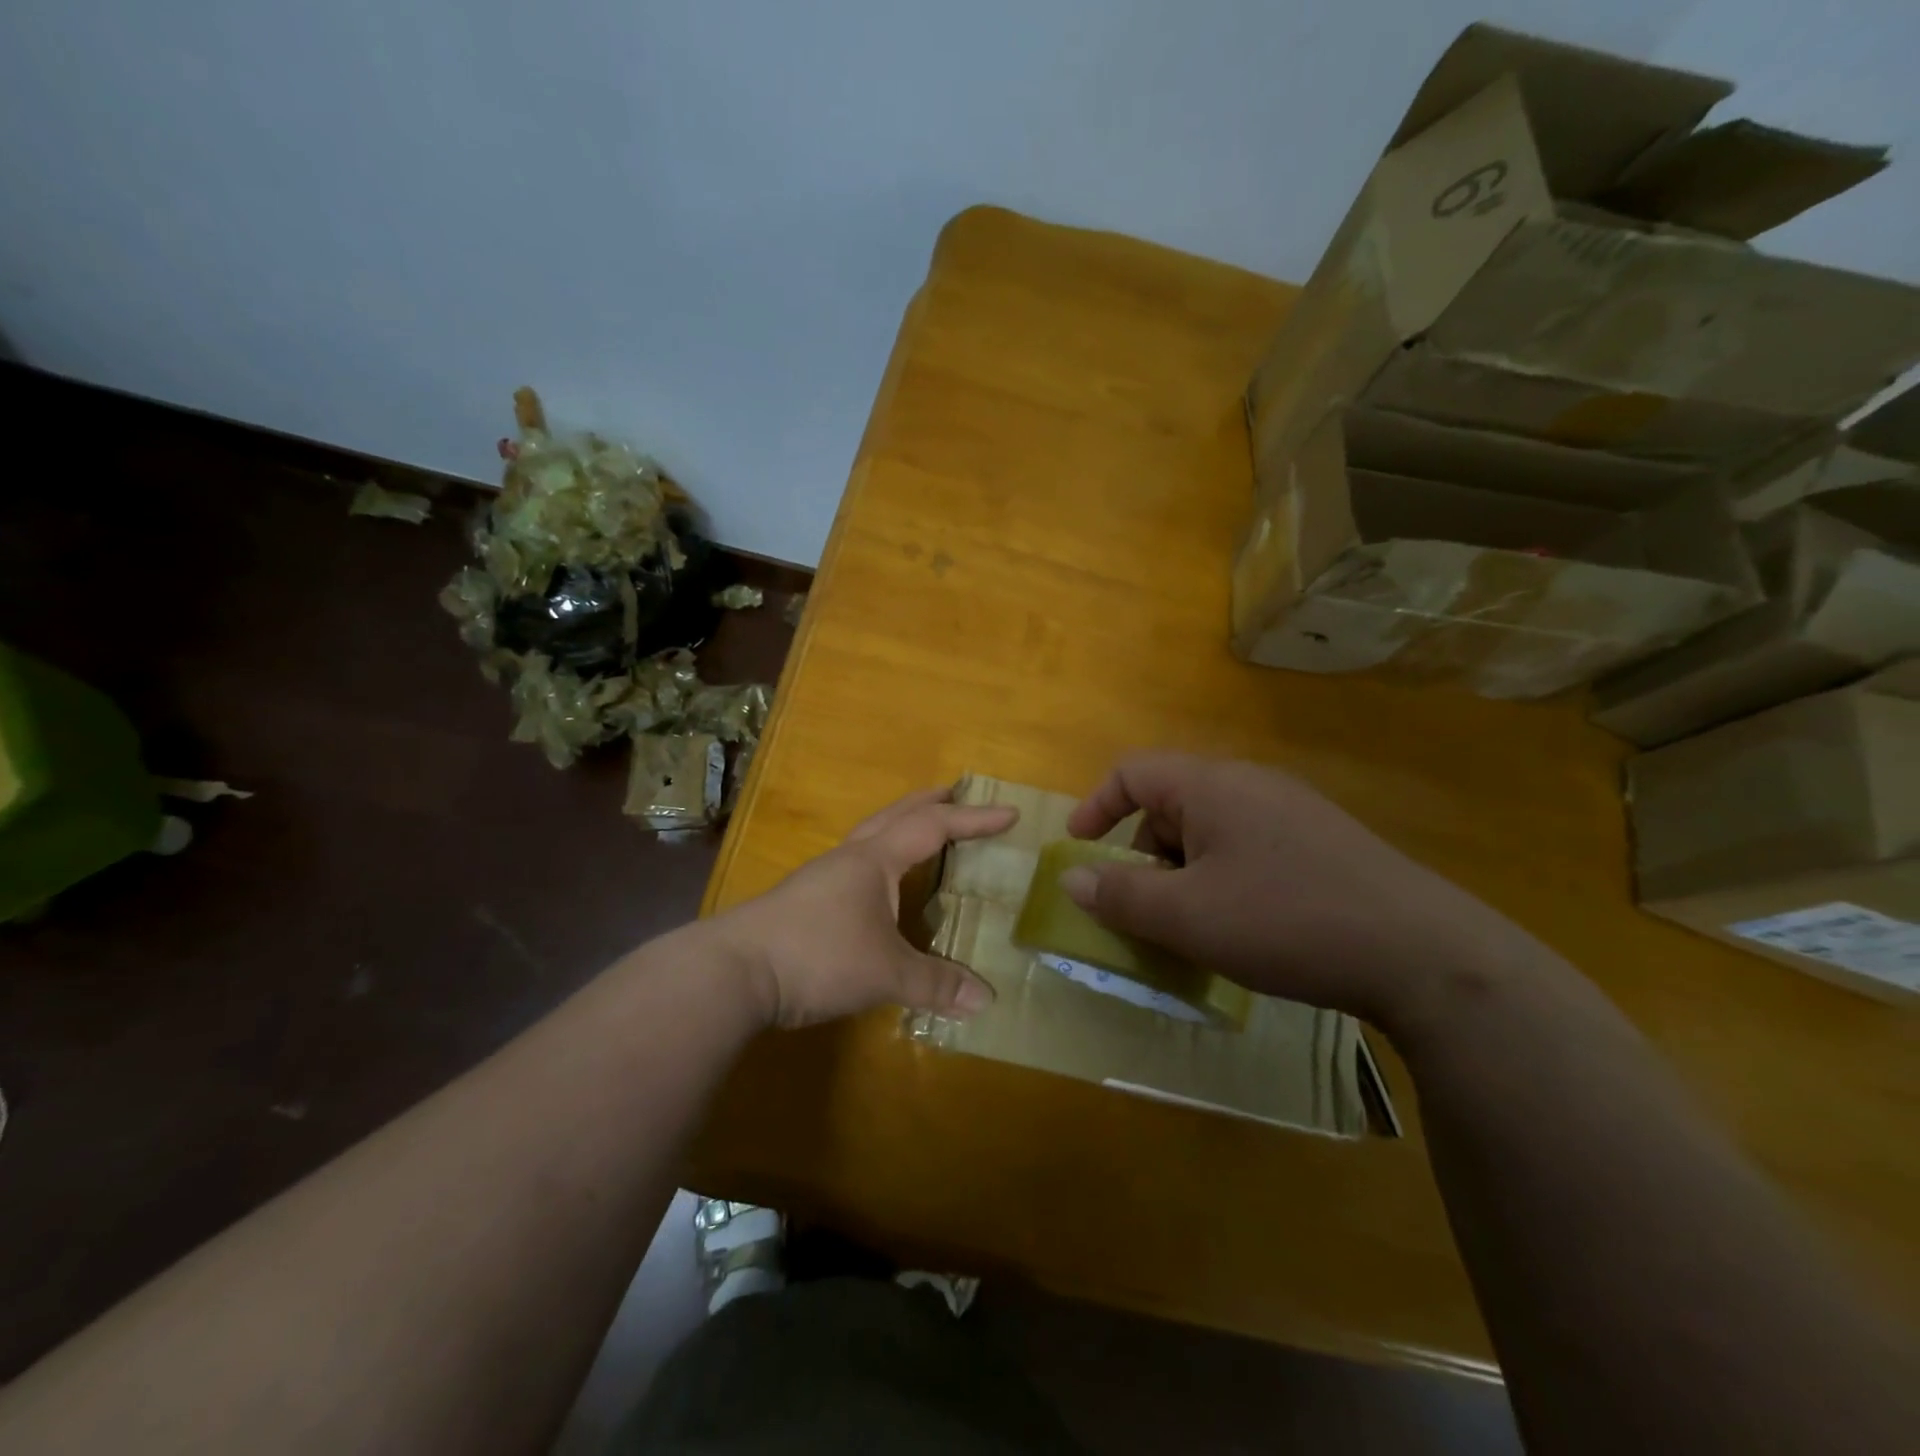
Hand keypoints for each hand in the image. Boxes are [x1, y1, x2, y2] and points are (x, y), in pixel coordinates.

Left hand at [712, 786, 1016, 1029]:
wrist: (733, 971)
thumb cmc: (817, 956)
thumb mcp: (885, 973)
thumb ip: (935, 984)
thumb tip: (986, 1000)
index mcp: (874, 860)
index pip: (934, 828)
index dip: (974, 820)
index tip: (1008, 812)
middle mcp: (849, 858)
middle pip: (895, 815)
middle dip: (929, 802)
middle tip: (956, 791)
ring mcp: (821, 877)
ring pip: (870, 836)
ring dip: (900, 826)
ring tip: (920, 833)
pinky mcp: (803, 900)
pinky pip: (854, 864)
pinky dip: (879, 858)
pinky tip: (877, 886)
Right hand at [1062, 752, 1542, 1027]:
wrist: (1424, 955)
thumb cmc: (1285, 922)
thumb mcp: (1187, 916)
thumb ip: (1121, 895)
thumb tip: (1072, 878)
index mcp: (1212, 786)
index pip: (1132, 772)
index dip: (1096, 807)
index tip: (1080, 851)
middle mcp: (1251, 784)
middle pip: (1170, 804)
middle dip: (1143, 854)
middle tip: (1145, 908)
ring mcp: (1293, 811)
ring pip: (1210, 831)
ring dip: (1184, 872)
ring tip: (1194, 926)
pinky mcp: (1323, 843)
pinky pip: (1248, 847)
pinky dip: (1223, 879)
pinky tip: (1245, 926)